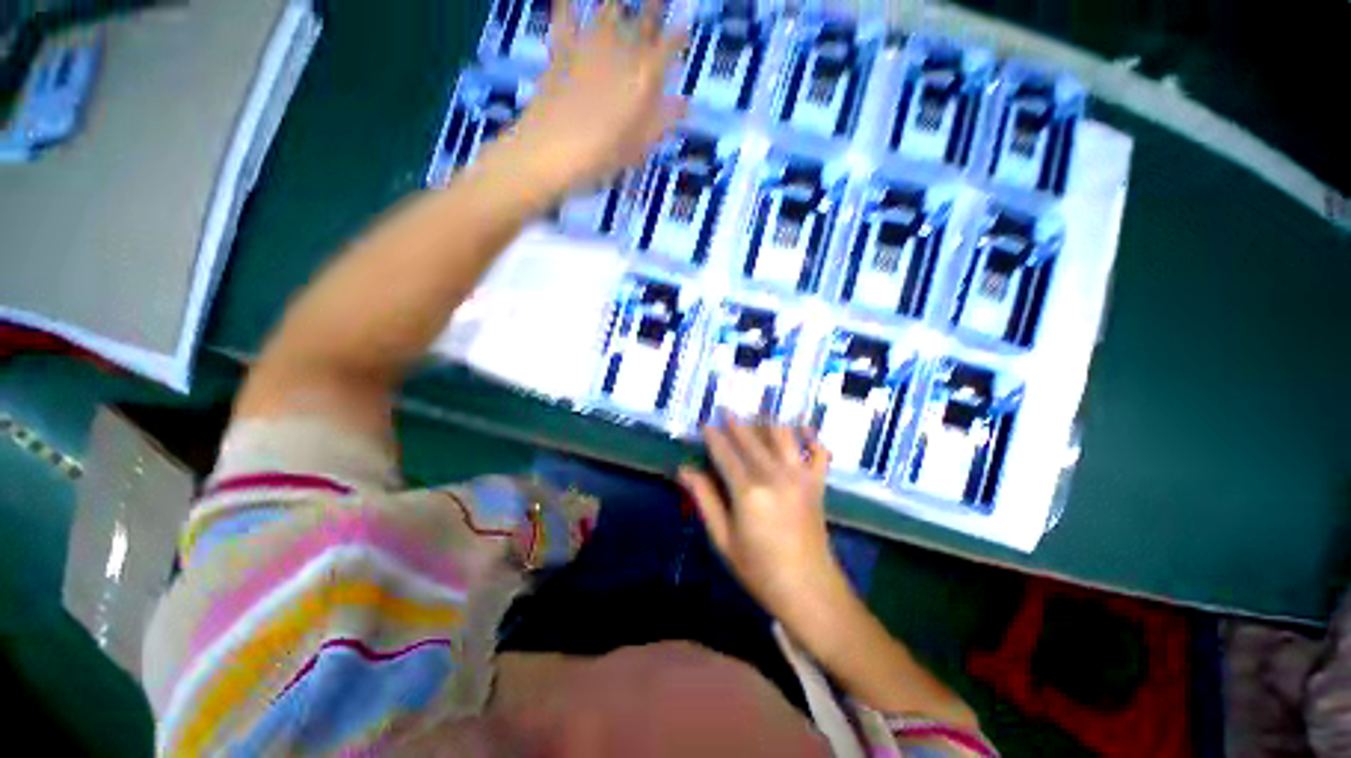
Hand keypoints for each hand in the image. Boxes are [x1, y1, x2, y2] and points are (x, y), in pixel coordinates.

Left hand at [503, 0, 687, 198]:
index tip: (685, 27)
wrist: (550, 150)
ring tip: (623, 4)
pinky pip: (566, 14)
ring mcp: (589, 46)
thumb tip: (685, 104)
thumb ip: (661, 121)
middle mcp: (620, 53)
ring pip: (609, 10)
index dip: (678, 35)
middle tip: (659, 2)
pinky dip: (569, 5)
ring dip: (620, 5)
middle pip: (643, 22)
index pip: (669, 47)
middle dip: (654, 8)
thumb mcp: (638, 147)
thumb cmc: (600, 155)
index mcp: (643, 78)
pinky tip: (570, 0)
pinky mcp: (562, 47)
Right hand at [679, 417, 847, 623]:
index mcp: (748, 490)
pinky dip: (811, 436)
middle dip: (735, 421)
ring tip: (756, 413)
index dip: (713, 436)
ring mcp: (800, 476)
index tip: (704, 423)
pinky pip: (819, 451)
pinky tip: (803, 429)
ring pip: (782, 435)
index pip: (725, 452)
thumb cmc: (759, 569)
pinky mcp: (818, 482)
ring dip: (767, 421)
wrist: (809, 590)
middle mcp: (775, 475)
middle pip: (750, 438)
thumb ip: (705, 499)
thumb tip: (684, 469)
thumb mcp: (723, 538)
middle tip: (724, 409)